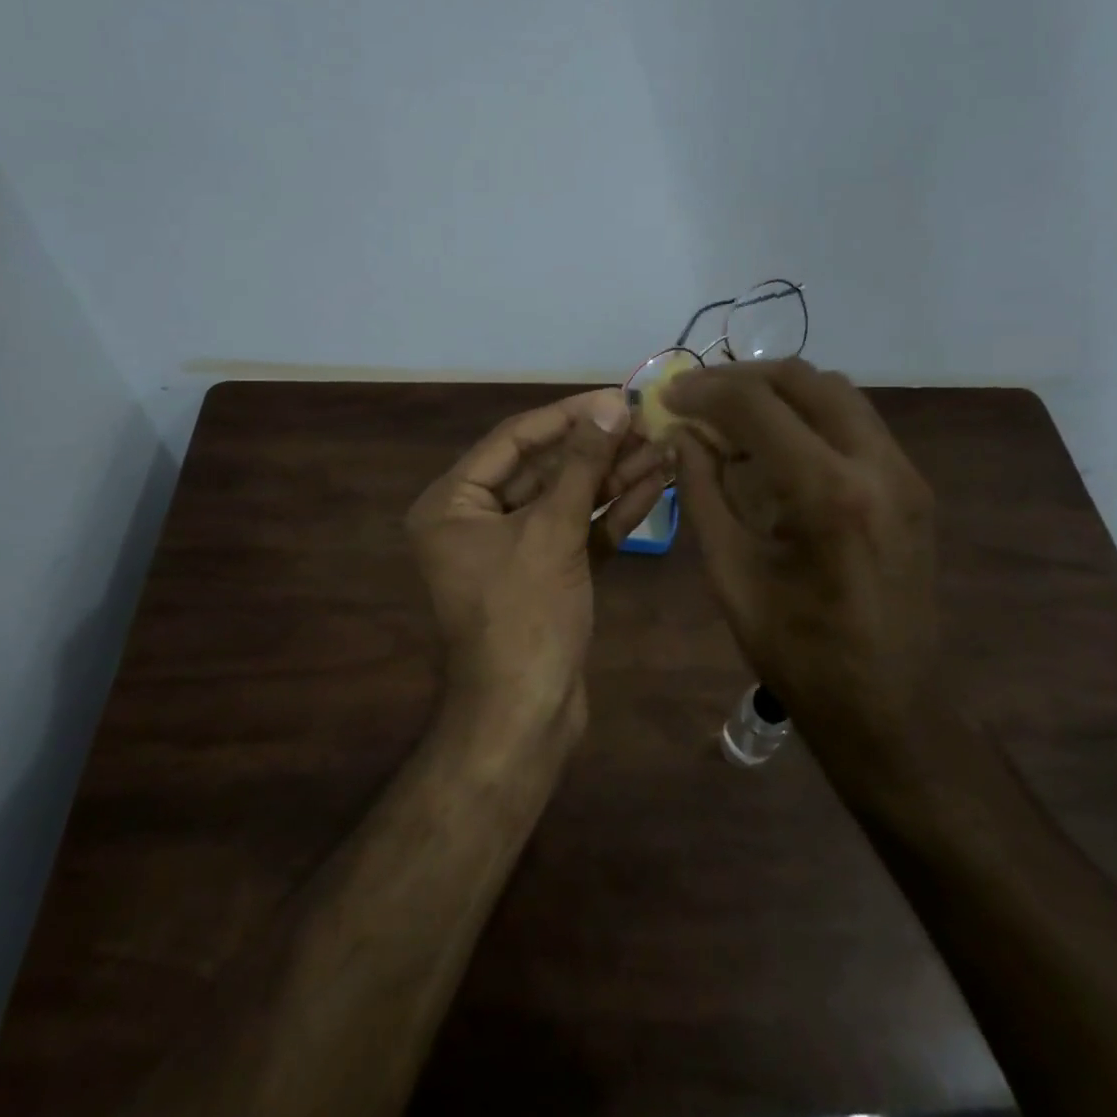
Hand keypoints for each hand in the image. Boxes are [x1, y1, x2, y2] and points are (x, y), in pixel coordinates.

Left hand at [406, 389, 667, 739]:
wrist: (526, 716)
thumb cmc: (525, 616)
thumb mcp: (552, 531)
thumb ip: (581, 466)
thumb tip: (609, 408)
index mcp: (453, 503)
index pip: (513, 440)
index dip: (567, 416)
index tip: (615, 399)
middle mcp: (476, 520)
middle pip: (543, 468)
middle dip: (597, 449)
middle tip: (647, 424)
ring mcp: (512, 550)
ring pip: (566, 500)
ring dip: (612, 477)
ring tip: (663, 448)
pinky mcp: (545, 574)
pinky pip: (577, 531)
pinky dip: (611, 513)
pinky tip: (655, 486)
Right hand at [665, 360, 937, 740]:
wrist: (888, 707)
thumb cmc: (797, 653)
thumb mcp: (731, 572)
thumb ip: (702, 492)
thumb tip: (681, 435)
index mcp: (827, 494)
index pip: (757, 406)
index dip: (704, 391)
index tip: (667, 396)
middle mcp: (878, 466)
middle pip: (805, 379)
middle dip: (742, 377)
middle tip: (697, 395)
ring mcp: (905, 474)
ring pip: (836, 393)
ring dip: (778, 392)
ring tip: (731, 414)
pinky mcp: (913, 487)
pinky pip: (856, 424)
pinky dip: (809, 416)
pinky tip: (774, 445)